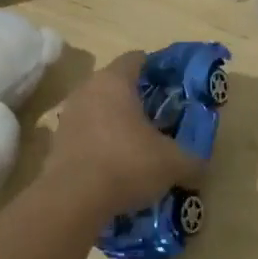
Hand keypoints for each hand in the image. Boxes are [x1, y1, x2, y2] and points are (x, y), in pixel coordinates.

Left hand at [44, 52, 206, 215]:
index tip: (171, 86)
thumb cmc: (127, 164)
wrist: (73, 199)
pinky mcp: (56, 142)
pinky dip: (100, 143)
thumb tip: (201, 167)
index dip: (156, 69)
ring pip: (98, 109)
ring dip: (116, 122)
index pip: (136, 59)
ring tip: (137, 144)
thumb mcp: (172, 164)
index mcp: (114, 81)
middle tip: (159, 117)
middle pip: (115, 84)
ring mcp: (68, 115)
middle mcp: (88, 89)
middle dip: (136, 98)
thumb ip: (192, 161)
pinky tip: (115, 164)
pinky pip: (85, 133)